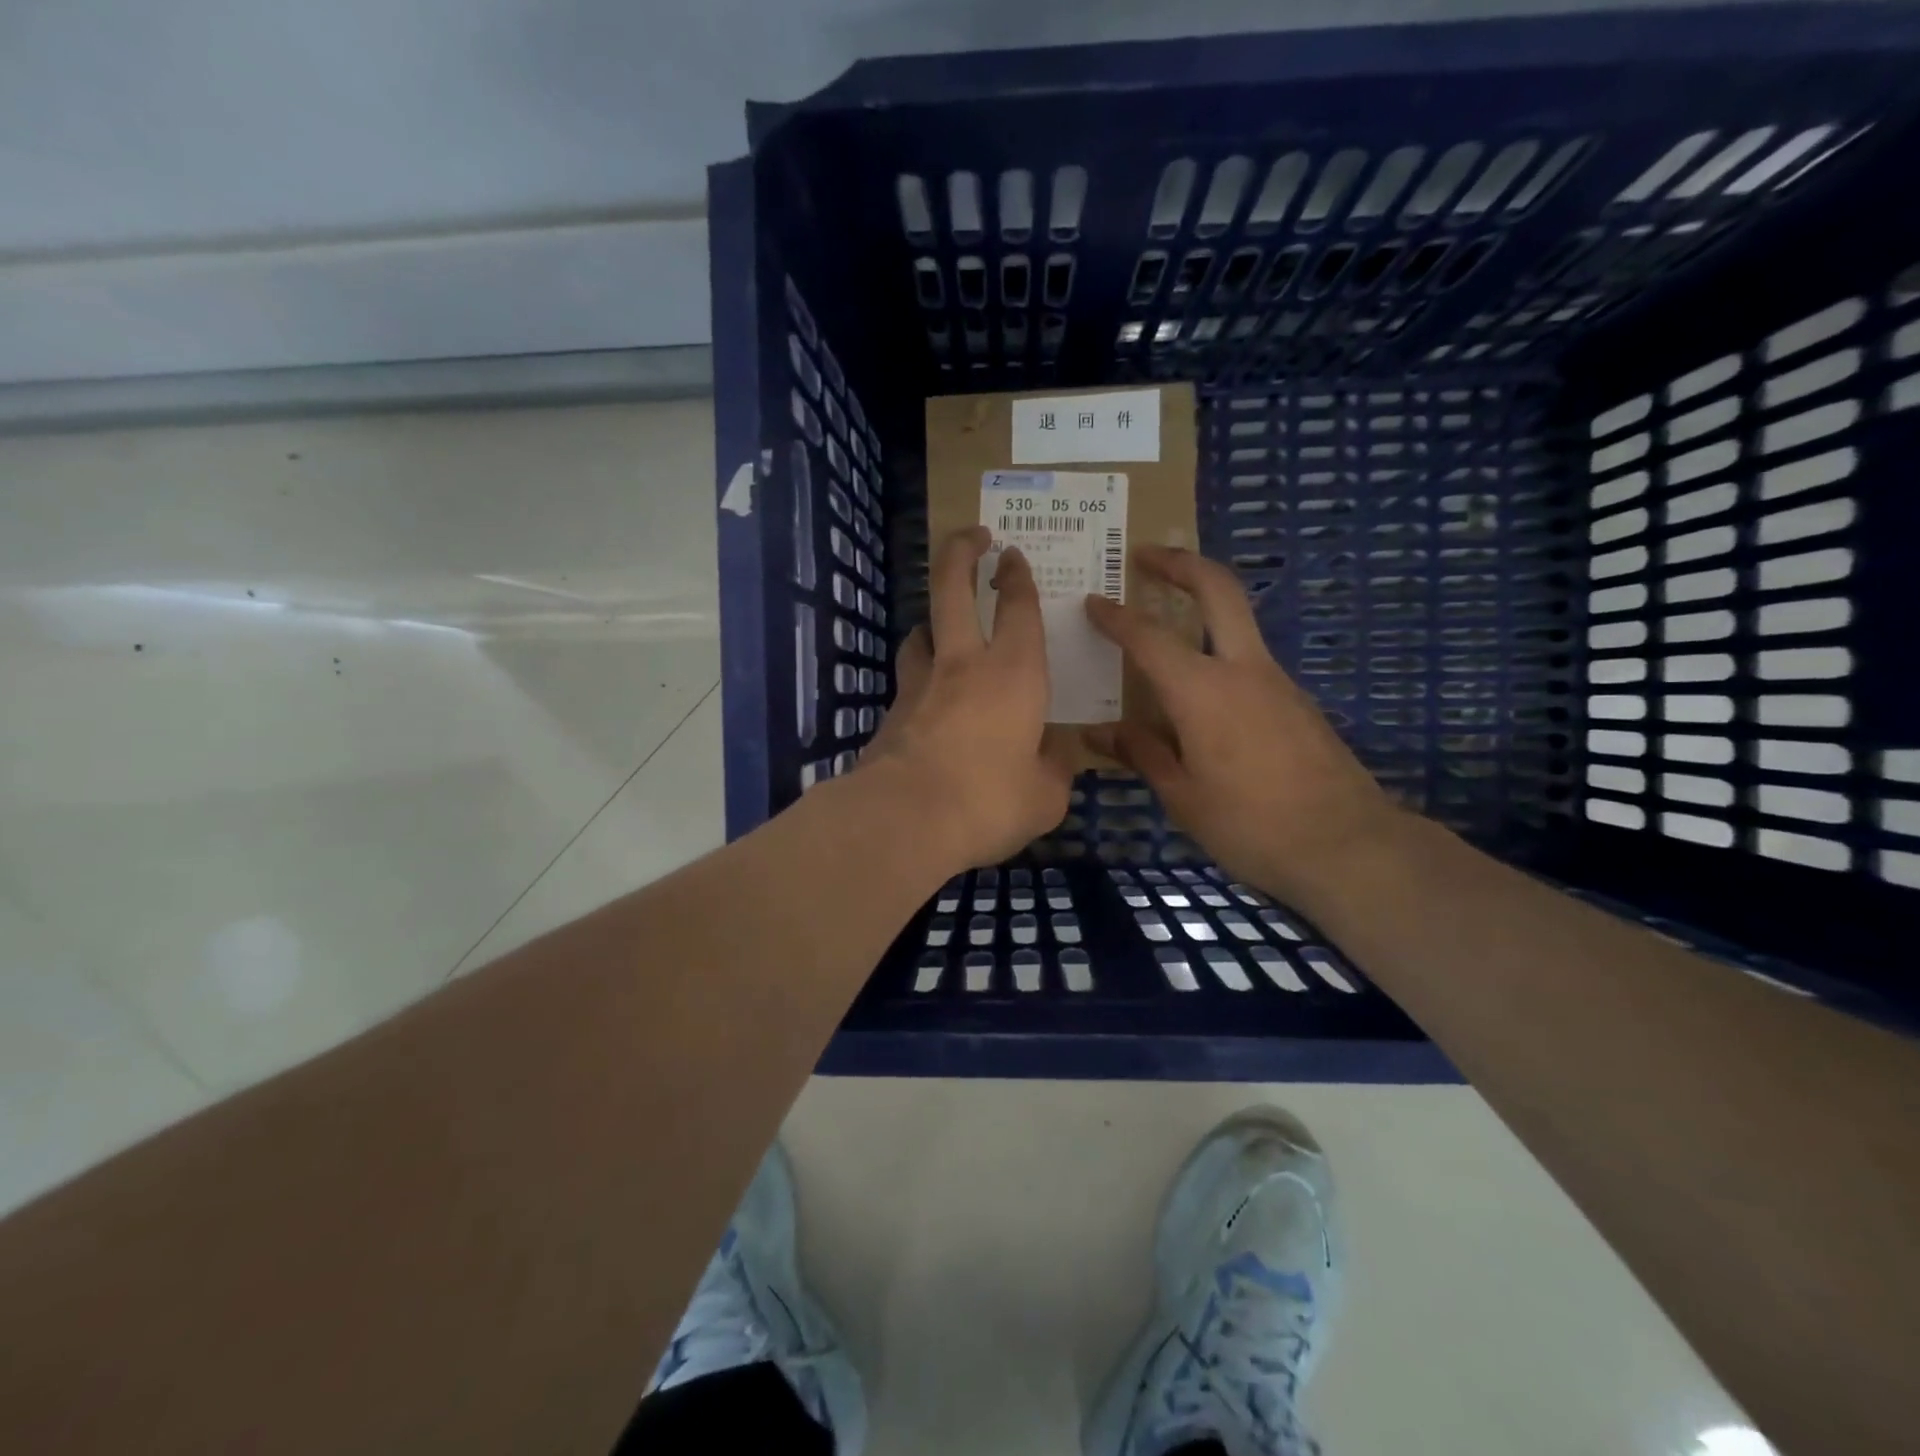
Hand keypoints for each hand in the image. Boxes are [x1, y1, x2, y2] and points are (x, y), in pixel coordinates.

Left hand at [862, 526, 1072, 868]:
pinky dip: (918, 680)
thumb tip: (1054, 755)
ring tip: (941, 629)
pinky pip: (907, 682)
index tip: (1012, 554)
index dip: (1018, 577)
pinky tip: (927, 704)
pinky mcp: (889, 714)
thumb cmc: (989, 801)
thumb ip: (1054, 769)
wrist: (904, 820)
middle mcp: (962, 665)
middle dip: (960, 553)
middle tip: (971, 536)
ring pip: (920, 632)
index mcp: (1013, 674)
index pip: (1019, 609)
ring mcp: (918, 686)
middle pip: (952, 589)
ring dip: (932, 621)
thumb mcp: (1044, 797)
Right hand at [1082, 545, 1403, 899]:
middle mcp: (1243, 670)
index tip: (1092, 600)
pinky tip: (1198, 692)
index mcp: (1202, 691)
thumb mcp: (1182, 796)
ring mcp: (1277, 681)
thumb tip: (1099, 733)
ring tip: (1162, 624)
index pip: (1148, 637)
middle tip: (1145, 554)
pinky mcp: (1296, 702)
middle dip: (1180, 562)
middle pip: (1218, 589)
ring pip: (1238, 623)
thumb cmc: (1250, 825)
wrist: (1347, 846)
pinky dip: (1218, 652)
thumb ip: (1142, 753)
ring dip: (1202, 605)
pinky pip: (1248, 661)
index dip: (1115, 616)